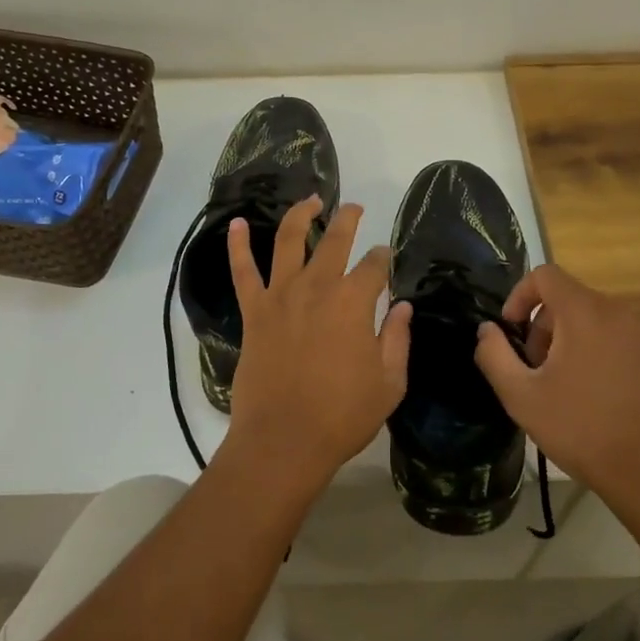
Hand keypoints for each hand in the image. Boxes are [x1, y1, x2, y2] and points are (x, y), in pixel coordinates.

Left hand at [220, 196, 412, 497]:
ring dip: (301, 214)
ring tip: (311, 200)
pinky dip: (237, 245)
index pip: (374, 266)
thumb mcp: (389, 382)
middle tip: (355, 208)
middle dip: (348, 219)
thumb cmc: (343, 415)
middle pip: (335, 240)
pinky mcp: (254, 312)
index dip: (384, 258)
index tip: (387, 257)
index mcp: (354, 302)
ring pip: (288, 240)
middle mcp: (317, 287)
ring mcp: (281, 296)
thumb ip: (397, 339)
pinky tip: (237, 223)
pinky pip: (243, 271)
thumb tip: (402, 306)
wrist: (284, 440)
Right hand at [473, 264, 639, 523]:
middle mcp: (620, 313)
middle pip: (569, 300)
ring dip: (570, 343)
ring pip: (595, 321)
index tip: (511, 333)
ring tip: (564, 389)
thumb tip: (487, 330)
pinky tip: (597, 399)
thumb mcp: (521, 397)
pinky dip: (600, 354)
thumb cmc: (583, 431)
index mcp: (585, 313)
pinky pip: (620, 340)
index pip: (545, 275)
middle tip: (535, 371)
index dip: (519, 297)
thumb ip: (494, 355)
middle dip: (544, 328)